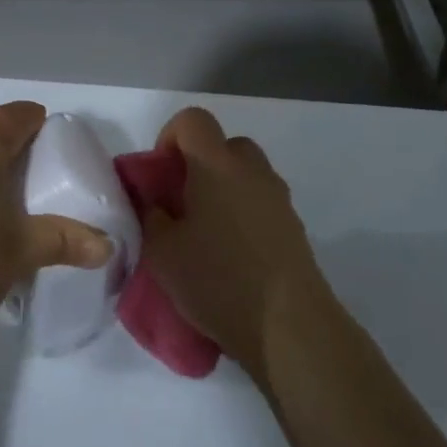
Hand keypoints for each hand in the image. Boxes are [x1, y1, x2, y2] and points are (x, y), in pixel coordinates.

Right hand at [140, 106, 331, 375]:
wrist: (289, 327)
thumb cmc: (218, 280)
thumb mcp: (161, 253)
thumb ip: (152, 217)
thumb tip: (158, 205)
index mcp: (216, 165)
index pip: (193, 119)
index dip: (170, 137)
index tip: (161, 176)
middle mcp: (252, 171)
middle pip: (224, 145)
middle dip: (200, 164)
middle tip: (182, 204)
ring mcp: (279, 198)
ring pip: (246, 175)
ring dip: (224, 190)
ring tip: (206, 235)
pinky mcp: (295, 227)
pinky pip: (261, 204)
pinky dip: (244, 215)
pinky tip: (232, 257)